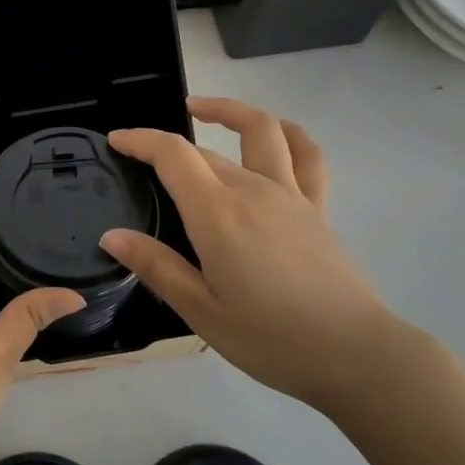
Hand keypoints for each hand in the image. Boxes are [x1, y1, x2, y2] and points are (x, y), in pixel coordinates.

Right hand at [101, 96, 394, 409]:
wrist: (353, 354)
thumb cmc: (270, 339)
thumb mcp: (201, 312)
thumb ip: (156, 267)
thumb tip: (112, 235)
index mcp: (218, 214)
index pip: (173, 155)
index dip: (141, 139)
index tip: (116, 139)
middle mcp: (252, 190)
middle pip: (203, 150)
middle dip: (167, 145)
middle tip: (142, 160)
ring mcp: (290, 194)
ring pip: (260, 131)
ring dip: (228, 110)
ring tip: (200, 109)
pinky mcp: (317, 206)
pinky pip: (307, 155)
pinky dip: (288, 132)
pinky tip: (274, 132)